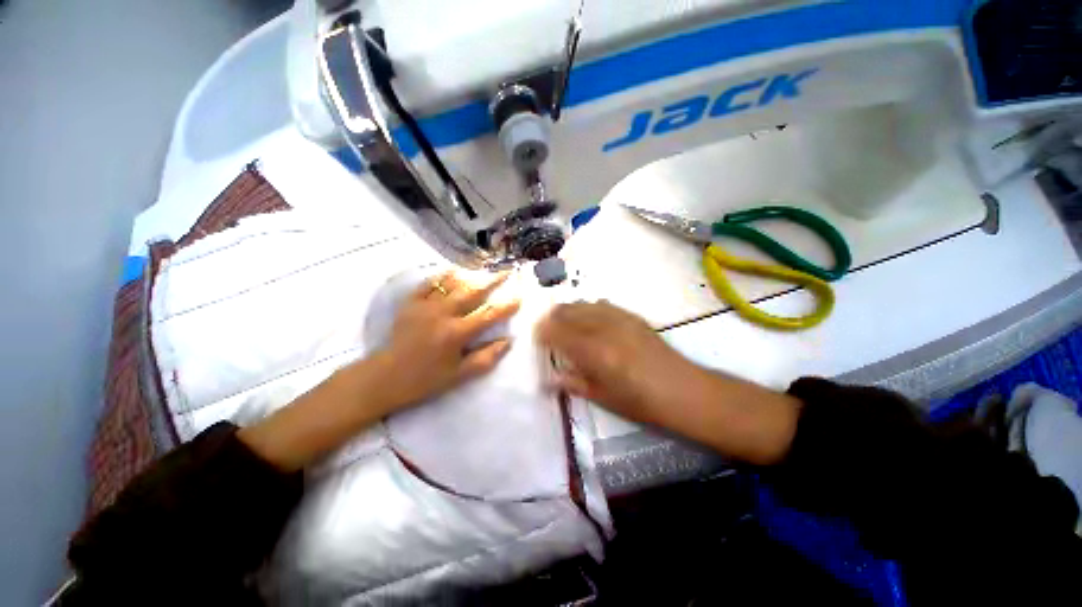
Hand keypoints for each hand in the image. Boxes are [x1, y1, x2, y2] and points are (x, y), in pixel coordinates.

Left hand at [376, 270, 520, 408]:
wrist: (385, 377)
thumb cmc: (425, 379)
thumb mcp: (459, 375)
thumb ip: (486, 358)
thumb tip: (508, 341)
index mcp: (456, 333)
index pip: (488, 315)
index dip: (506, 306)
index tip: (520, 297)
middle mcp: (442, 314)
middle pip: (473, 292)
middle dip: (493, 280)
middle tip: (507, 272)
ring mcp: (425, 305)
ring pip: (452, 283)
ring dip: (471, 275)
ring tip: (484, 270)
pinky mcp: (410, 303)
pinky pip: (429, 283)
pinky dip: (443, 276)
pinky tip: (453, 271)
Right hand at [535, 301, 702, 426]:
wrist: (682, 390)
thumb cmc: (640, 402)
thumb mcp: (602, 397)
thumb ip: (573, 383)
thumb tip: (550, 378)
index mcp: (594, 352)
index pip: (558, 333)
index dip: (543, 332)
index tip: (537, 337)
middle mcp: (603, 329)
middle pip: (568, 312)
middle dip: (552, 318)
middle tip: (547, 328)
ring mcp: (619, 319)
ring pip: (584, 304)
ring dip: (569, 311)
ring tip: (564, 321)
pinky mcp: (632, 316)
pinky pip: (603, 305)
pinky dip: (589, 309)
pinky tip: (589, 317)